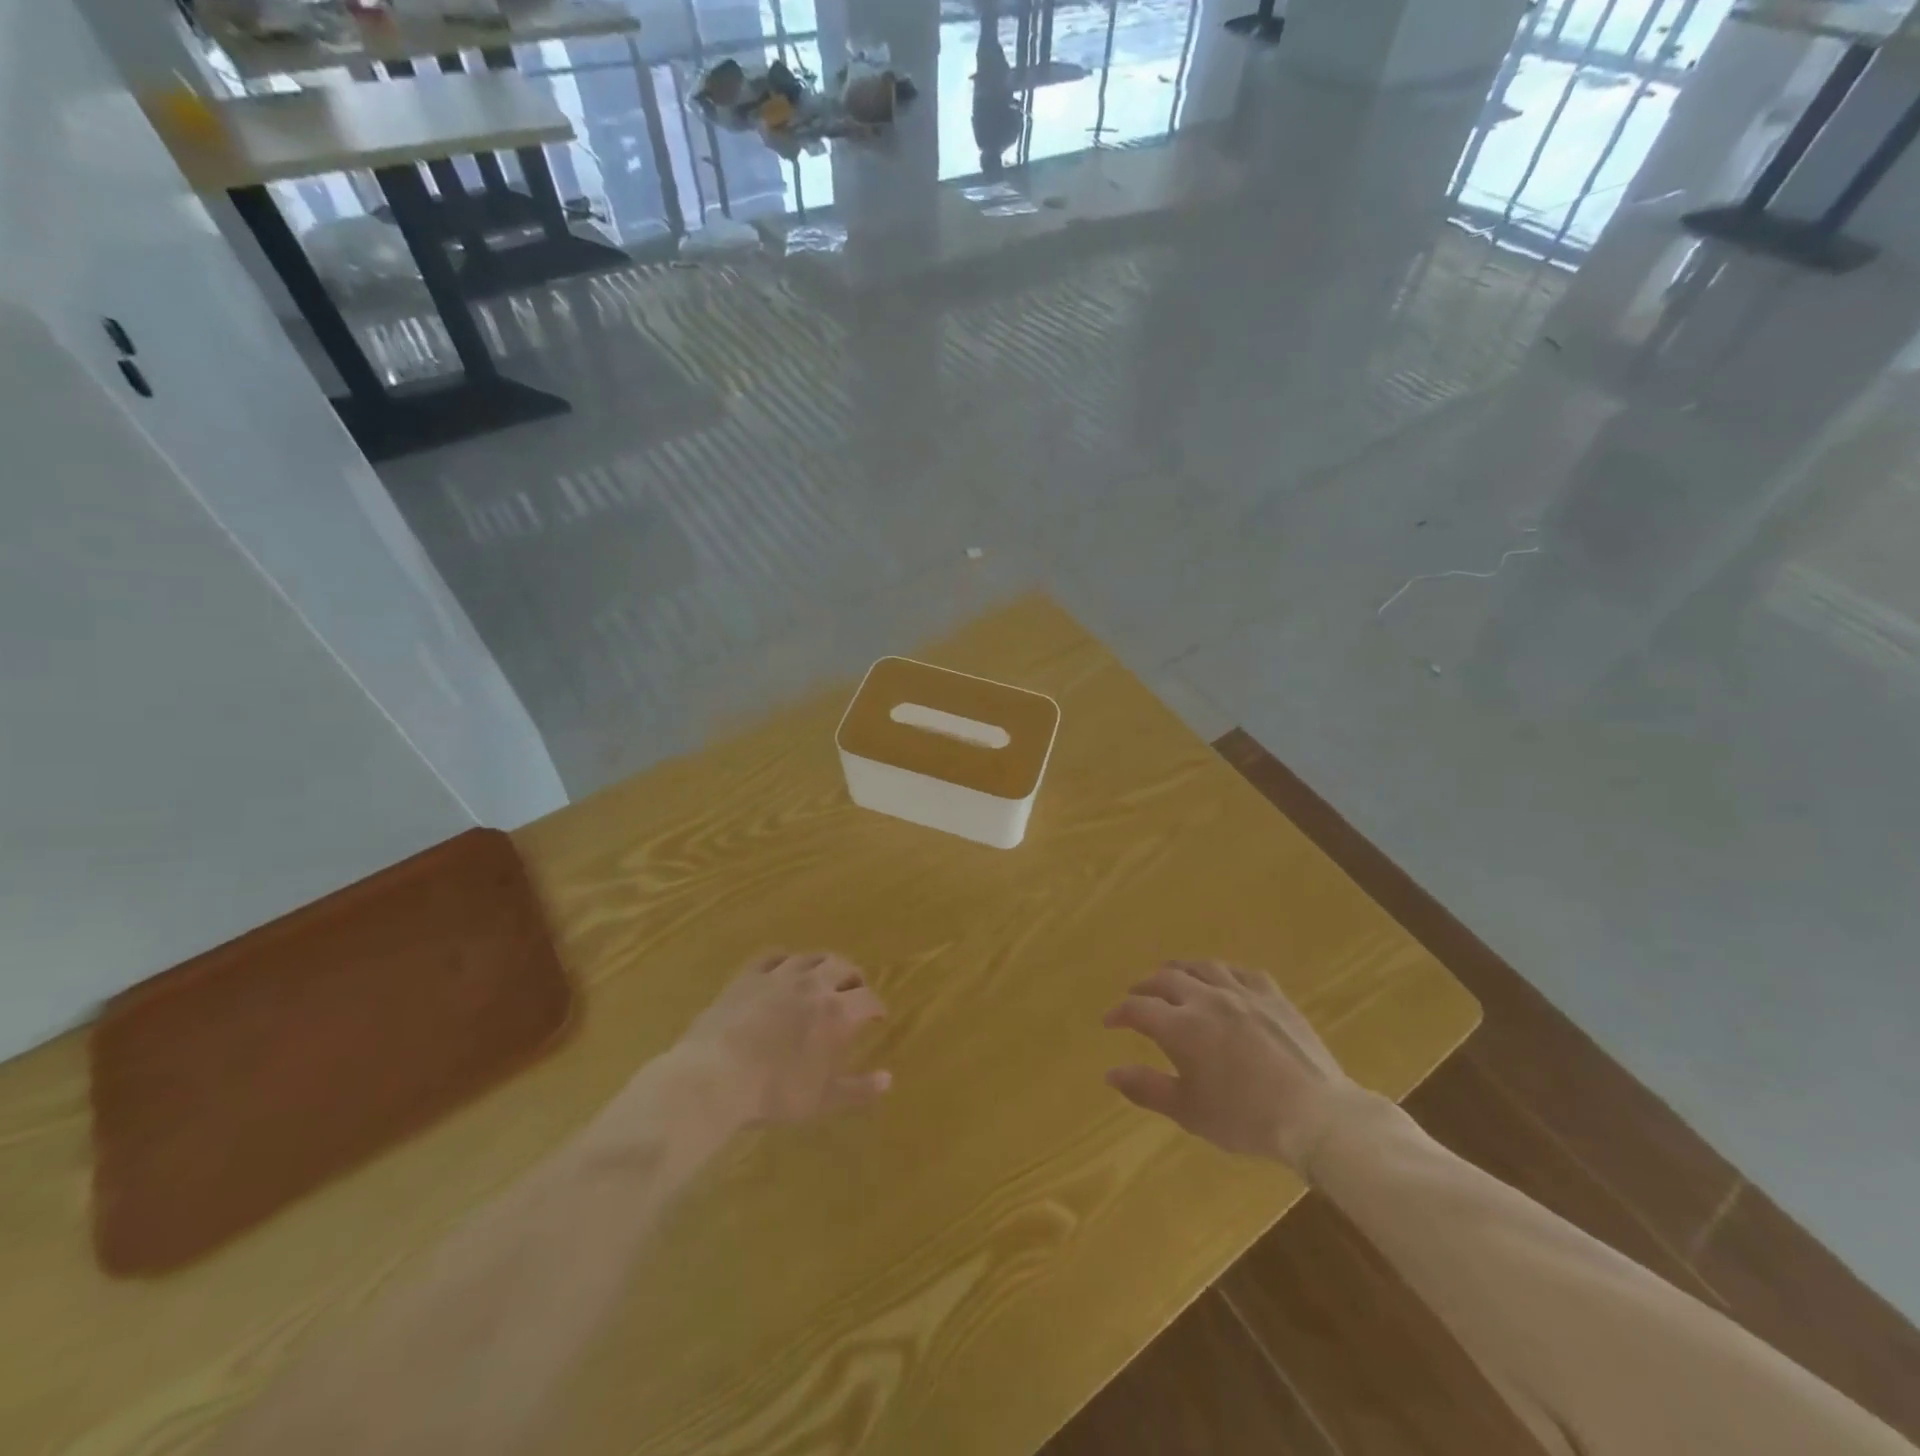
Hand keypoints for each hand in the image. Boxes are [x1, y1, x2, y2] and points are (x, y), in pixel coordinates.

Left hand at [674, 951, 891, 1125]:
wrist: (714, 1077)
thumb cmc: (773, 1093)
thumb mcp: (822, 1101)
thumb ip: (858, 1089)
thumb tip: (889, 1079)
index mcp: (837, 1013)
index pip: (867, 999)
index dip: (876, 1006)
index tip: (877, 1016)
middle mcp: (813, 985)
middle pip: (843, 966)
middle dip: (854, 978)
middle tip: (854, 992)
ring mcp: (779, 975)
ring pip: (811, 957)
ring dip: (823, 965)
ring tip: (823, 977)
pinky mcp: (749, 975)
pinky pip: (773, 956)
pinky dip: (786, 960)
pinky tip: (784, 969)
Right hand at [1102, 960, 1373, 1170]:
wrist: (1316, 1116)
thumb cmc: (1245, 1118)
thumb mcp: (1188, 1111)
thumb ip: (1146, 1088)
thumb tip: (1109, 1073)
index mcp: (1181, 1027)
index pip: (1138, 1008)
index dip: (1119, 1013)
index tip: (1110, 1021)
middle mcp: (1206, 999)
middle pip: (1166, 979)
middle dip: (1145, 987)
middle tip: (1137, 997)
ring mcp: (1242, 993)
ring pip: (1202, 967)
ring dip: (1181, 970)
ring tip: (1173, 978)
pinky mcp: (1273, 996)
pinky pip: (1241, 971)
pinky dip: (1223, 972)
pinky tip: (1223, 979)